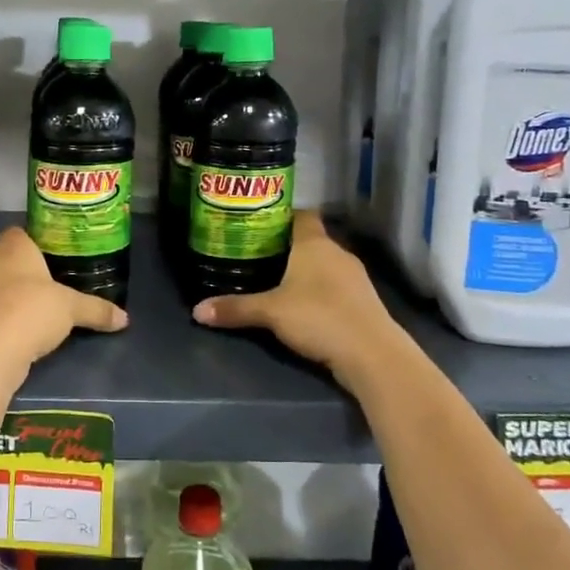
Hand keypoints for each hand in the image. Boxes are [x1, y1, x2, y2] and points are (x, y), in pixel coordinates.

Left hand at [0, 228, 127, 364]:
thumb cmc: (32, 311)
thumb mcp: (72, 309)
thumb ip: (97, 310)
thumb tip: (125, 318)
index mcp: (13, 248)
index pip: (18, 232)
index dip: (31, 241)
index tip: (48, 254)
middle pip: (4, 258)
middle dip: (21, 270)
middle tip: (45, 284)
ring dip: (6, 294)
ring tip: (31, 309)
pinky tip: (14, 330)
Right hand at [191, 211, 403, 372]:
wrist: (372, 354)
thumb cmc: (318, 317)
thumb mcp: (270, 313)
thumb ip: (234, 309)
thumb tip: (196, 310)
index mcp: (314, 244)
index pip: (301, 215)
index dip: (281, 216)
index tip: (258, 224)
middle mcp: (337, 253)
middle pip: (310, 240)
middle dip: (287, 246)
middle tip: (257, 254)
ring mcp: (355, 277)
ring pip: (324, 264)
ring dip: (305, 270)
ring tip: (276, 280)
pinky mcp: (363, 301)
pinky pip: (335, 286)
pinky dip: (320, 290)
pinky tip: (304, 305)